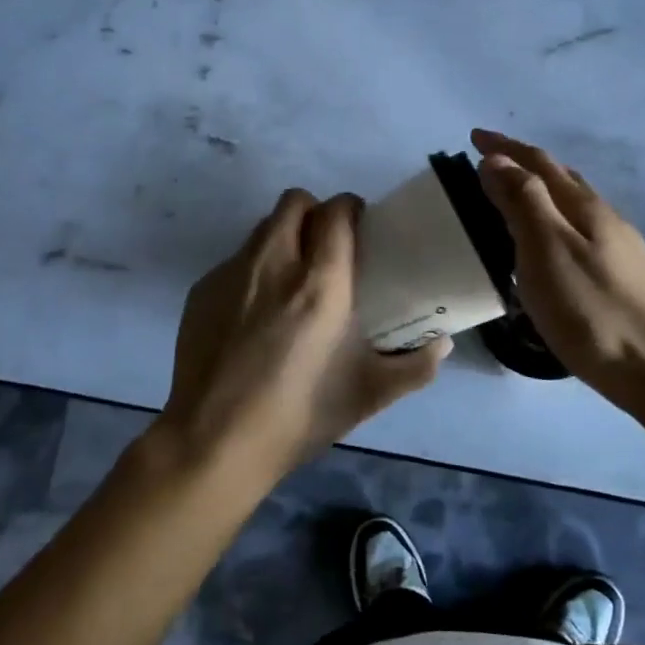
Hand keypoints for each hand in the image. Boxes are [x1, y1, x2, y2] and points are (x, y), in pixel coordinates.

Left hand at [161, 188, 449, 478]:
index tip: (361, 228)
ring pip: (261, 228)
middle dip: (315, 213)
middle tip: (327, 248)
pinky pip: (234, 262)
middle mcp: (273, 263)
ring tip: (292, 280)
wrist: (214, 442)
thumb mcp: (368, 394)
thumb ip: (415, 366)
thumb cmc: (299, 415)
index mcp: (319, 282)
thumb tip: (442, 344)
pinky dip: (252, 272)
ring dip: (283, 238)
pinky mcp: (201, 291)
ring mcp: (231, 274)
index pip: (336, 211)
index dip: (351, 209)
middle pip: (294, 202)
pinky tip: (254, 316)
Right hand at [472, 129, 644, 412]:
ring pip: (573, 205)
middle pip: (561, 178)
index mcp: (583, 208)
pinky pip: (580, 232)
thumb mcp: (548, 253)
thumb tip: (497, 159)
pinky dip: (554, 221)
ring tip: (513, 197)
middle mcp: (605, 219)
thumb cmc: (594, 312)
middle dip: (523, 163)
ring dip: (541, 191)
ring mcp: (619, 248)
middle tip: (488, 162)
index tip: (473, 136)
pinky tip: (549, 246)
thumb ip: (523, 203)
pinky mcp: (623, 277)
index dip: (505, 147)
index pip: (538, 163)